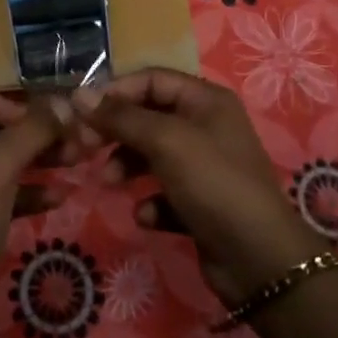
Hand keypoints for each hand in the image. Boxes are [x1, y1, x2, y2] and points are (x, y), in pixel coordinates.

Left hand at [0, 82, 62, 337]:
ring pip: (2, 158)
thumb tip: (65, 101)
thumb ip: (32, 130)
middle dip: (34, 132)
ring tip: (77, 161)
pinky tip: (59, 197)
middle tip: (75, 141)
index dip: (9, 104)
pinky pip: (2, 189)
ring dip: (38, 158)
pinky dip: (28, 190)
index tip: (39, 126)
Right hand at [75, 69, 327, 306]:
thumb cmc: (212, 183)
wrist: (258, 259)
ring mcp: (205, 166)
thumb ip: (121, 117)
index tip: (83, 113)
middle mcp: (206, 126)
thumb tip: (79, 94)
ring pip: (152, 154)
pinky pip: (164, 192)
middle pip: (149, 116)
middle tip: (85, 148)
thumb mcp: (165, 141)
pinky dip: (151, 201)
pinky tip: (147, 216)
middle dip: (117, 132)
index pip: (151, 79)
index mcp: (205, 100)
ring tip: (110, 183)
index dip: (116, 92)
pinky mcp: (201, 203)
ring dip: (127, 166)